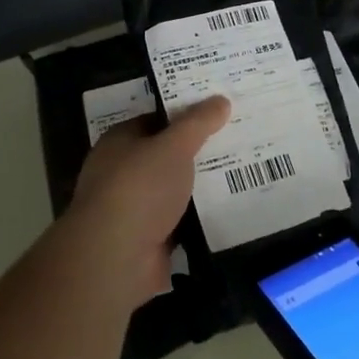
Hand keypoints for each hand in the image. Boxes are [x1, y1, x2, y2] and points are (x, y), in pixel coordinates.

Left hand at [68, 96, 228, 307]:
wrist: (116, 257)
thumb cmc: (139, 188)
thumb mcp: (174, 146)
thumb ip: (198, 123)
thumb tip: (220, 100)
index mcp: (119, 142)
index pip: (154, 120)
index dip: (184, 115)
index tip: (217, 112)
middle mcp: (121, 172)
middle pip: (165, 156)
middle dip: (196, 151)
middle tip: (236, 141)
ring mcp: (132, 209)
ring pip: (173, 190)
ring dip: (199, 187)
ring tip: (241, 173)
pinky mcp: (147, 240)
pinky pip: (179, 222)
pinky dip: (198, 219)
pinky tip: (228, 211)